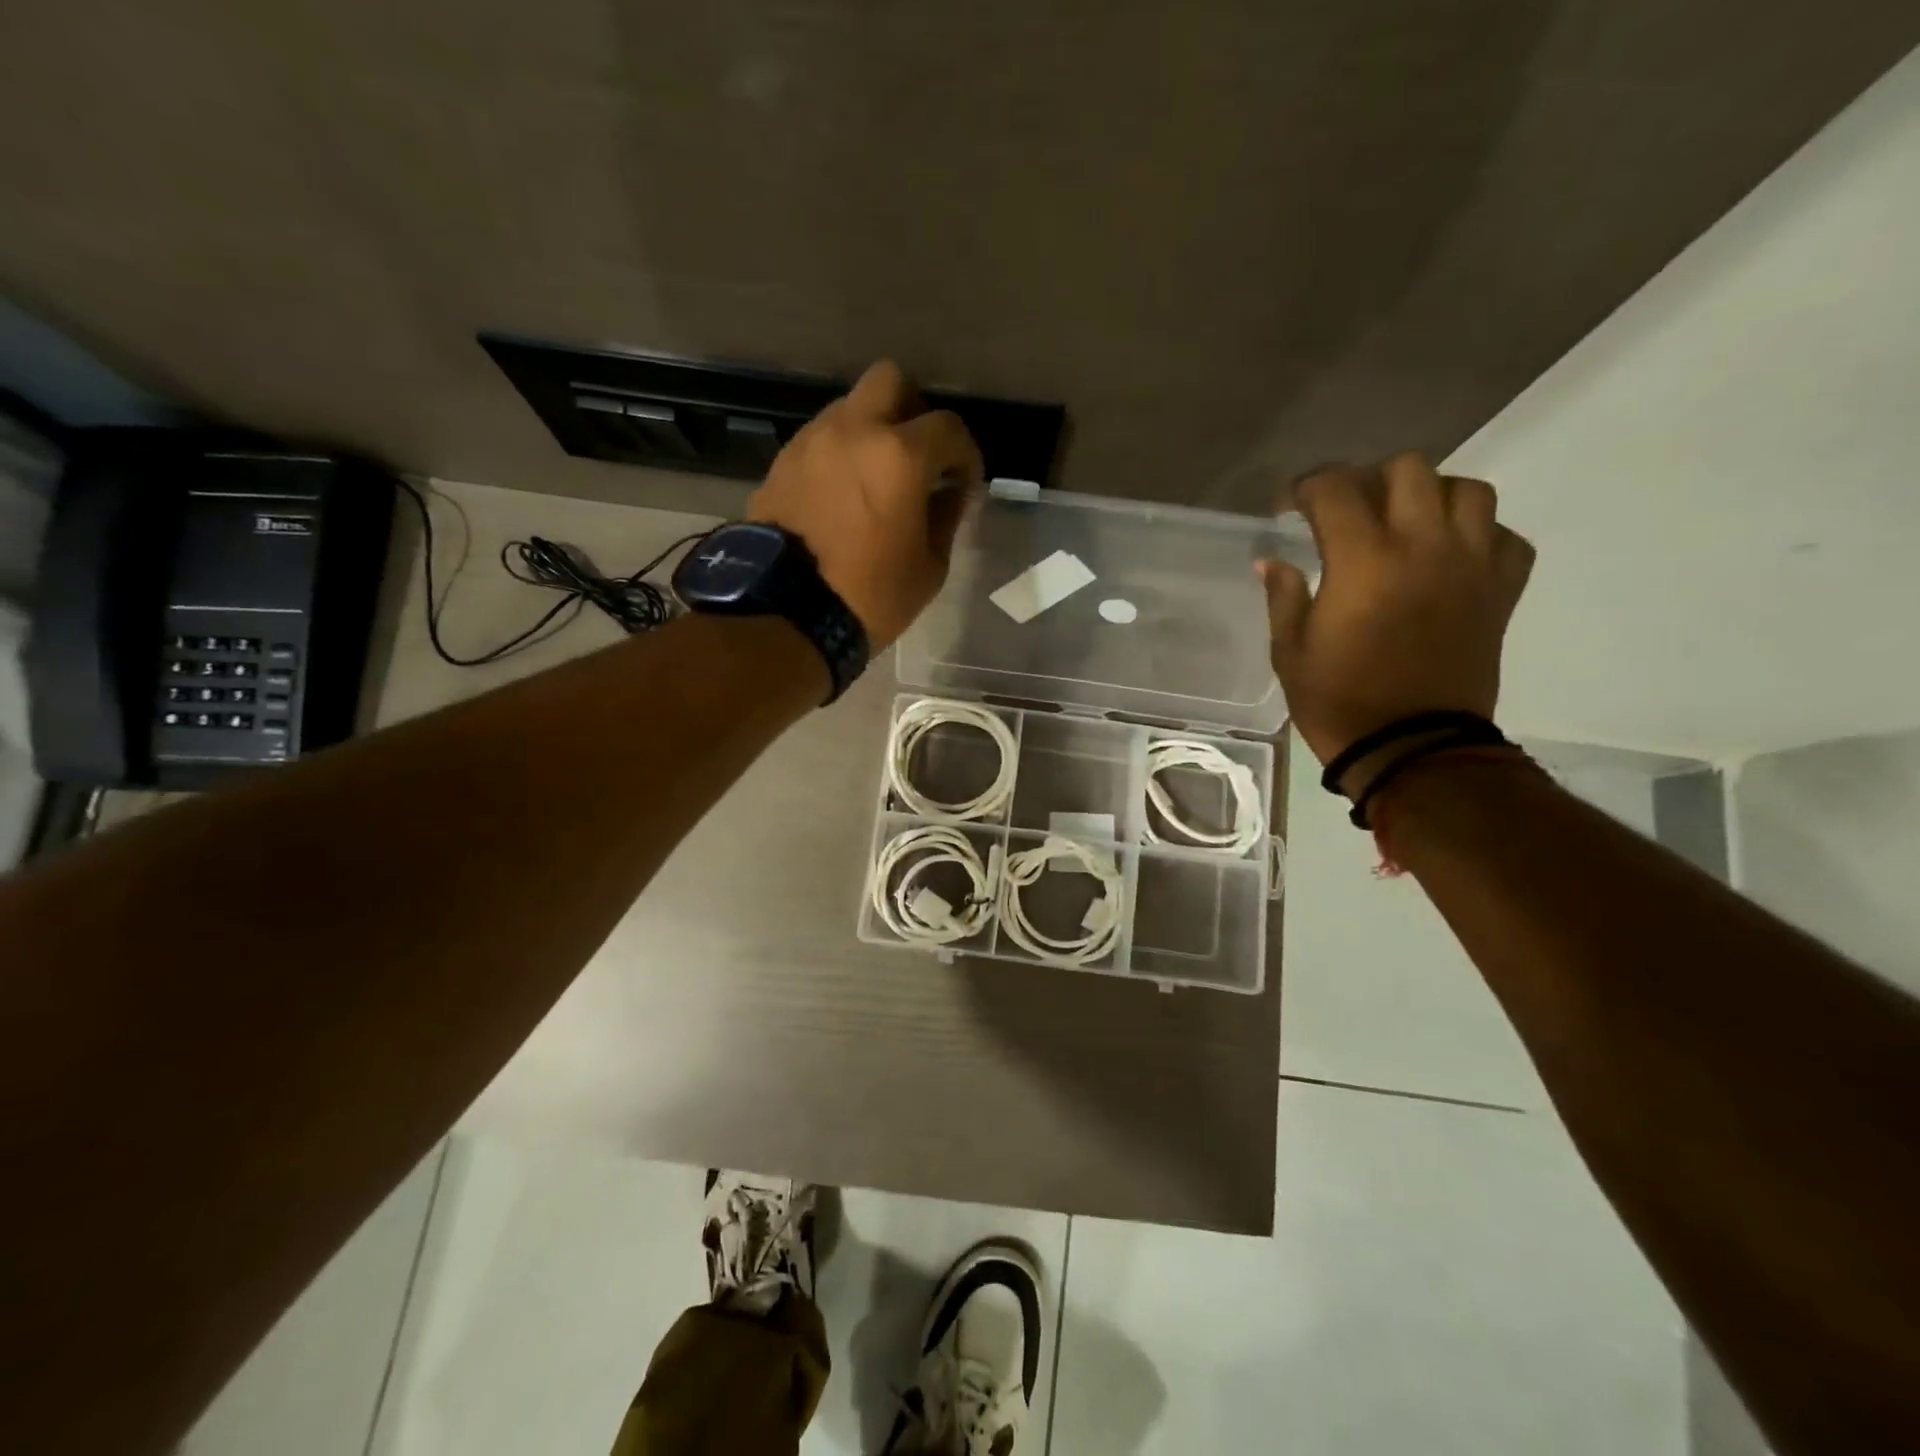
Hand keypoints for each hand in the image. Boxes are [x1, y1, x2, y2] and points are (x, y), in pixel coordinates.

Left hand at [747, 359, 983, 651]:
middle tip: (920, 454)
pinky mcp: (783, 462)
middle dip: (914, 410)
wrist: (787, 614)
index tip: (965, 482)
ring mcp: (812, 441)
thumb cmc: (870, 596)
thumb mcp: (929, 566)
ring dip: (872, 431)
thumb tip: (951, 491)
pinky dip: (841, 453)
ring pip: (851, 408)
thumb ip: (946, 516)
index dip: (966, 453)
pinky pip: (822, 439)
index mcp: (899, 455)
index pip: (948, 427)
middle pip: (891, 380)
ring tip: (878, 478)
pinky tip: (845, 493)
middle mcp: (853, 431)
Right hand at [1259, 453, 1534, 785]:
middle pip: (1409, 469)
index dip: (1306, 488)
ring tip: (1407, 524)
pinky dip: (1479, 535)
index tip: (1291, 506)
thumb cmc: (1339, 701)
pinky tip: (1450, 558)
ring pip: (1468, 490)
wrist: (1412, 749)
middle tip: (1350, 511)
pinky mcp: (1502, 591)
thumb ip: (1283, 598)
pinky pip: (1505, 537)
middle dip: (1370, 480)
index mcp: (1363, 560)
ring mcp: (1472, 565)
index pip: (1336, 489)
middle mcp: (1424, 546)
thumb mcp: (1290, 652)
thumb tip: (1272, 562)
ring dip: (1432, 496)